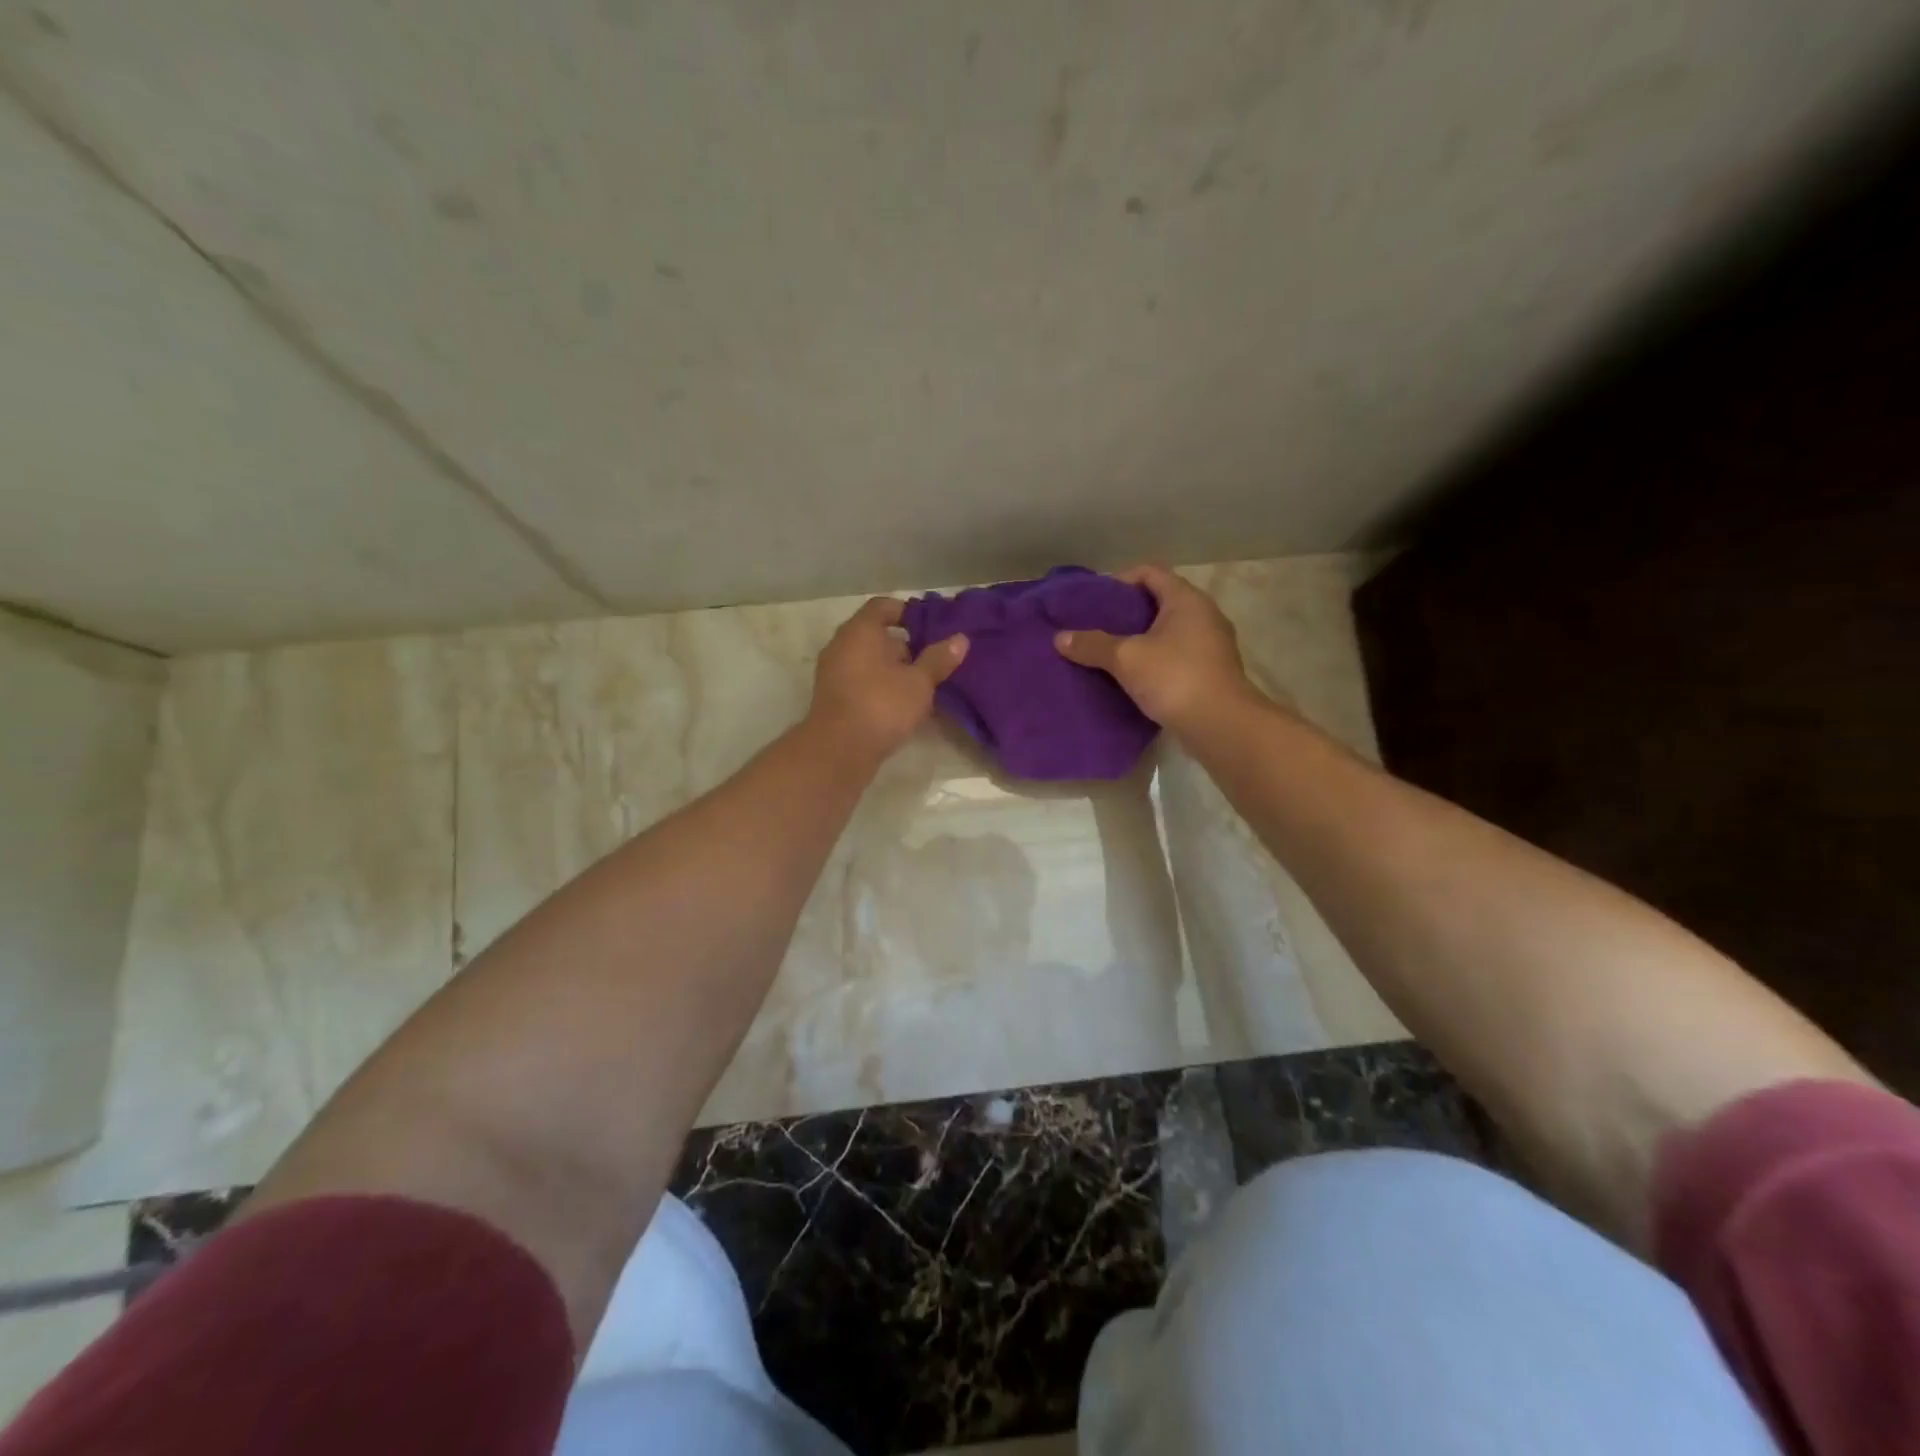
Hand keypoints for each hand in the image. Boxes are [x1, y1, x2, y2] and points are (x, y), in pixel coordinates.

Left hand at [808, 598, 968, 758]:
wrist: (838, 751)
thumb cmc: (881, 705)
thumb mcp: (919, 682)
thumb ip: (938, 659)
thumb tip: (960, 639)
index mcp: (860, 631)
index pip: (883, 606)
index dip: (907, 612)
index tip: (930, 626)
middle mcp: (841, 645)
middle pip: (874, 634)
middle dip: (903, 645)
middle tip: (931, 658)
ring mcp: (833, 672)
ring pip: (867, 660)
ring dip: (891, 668)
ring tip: (920, 683)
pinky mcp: (832, 698)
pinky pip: (860, 681)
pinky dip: (879, 685)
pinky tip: (900, 703)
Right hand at [1053, 564, 1256, 733]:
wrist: (1221, 725)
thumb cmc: (1174, 678)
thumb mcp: (1126, 659)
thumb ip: (1093, 645)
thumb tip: (1060, 638)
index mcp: (1186, 600)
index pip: (1150, 572)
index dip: (1121, 580)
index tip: (1096, 600)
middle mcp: (1204, 615)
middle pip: (1161, 601)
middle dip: (1129, 612)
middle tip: (1098, 626)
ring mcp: (1212, 644)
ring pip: (1170, 630)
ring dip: (1143, 638)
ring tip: (1112, 652)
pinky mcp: (1212, 671)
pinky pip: (1178, 654)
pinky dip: (1156, 659)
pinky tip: (1135, 676)